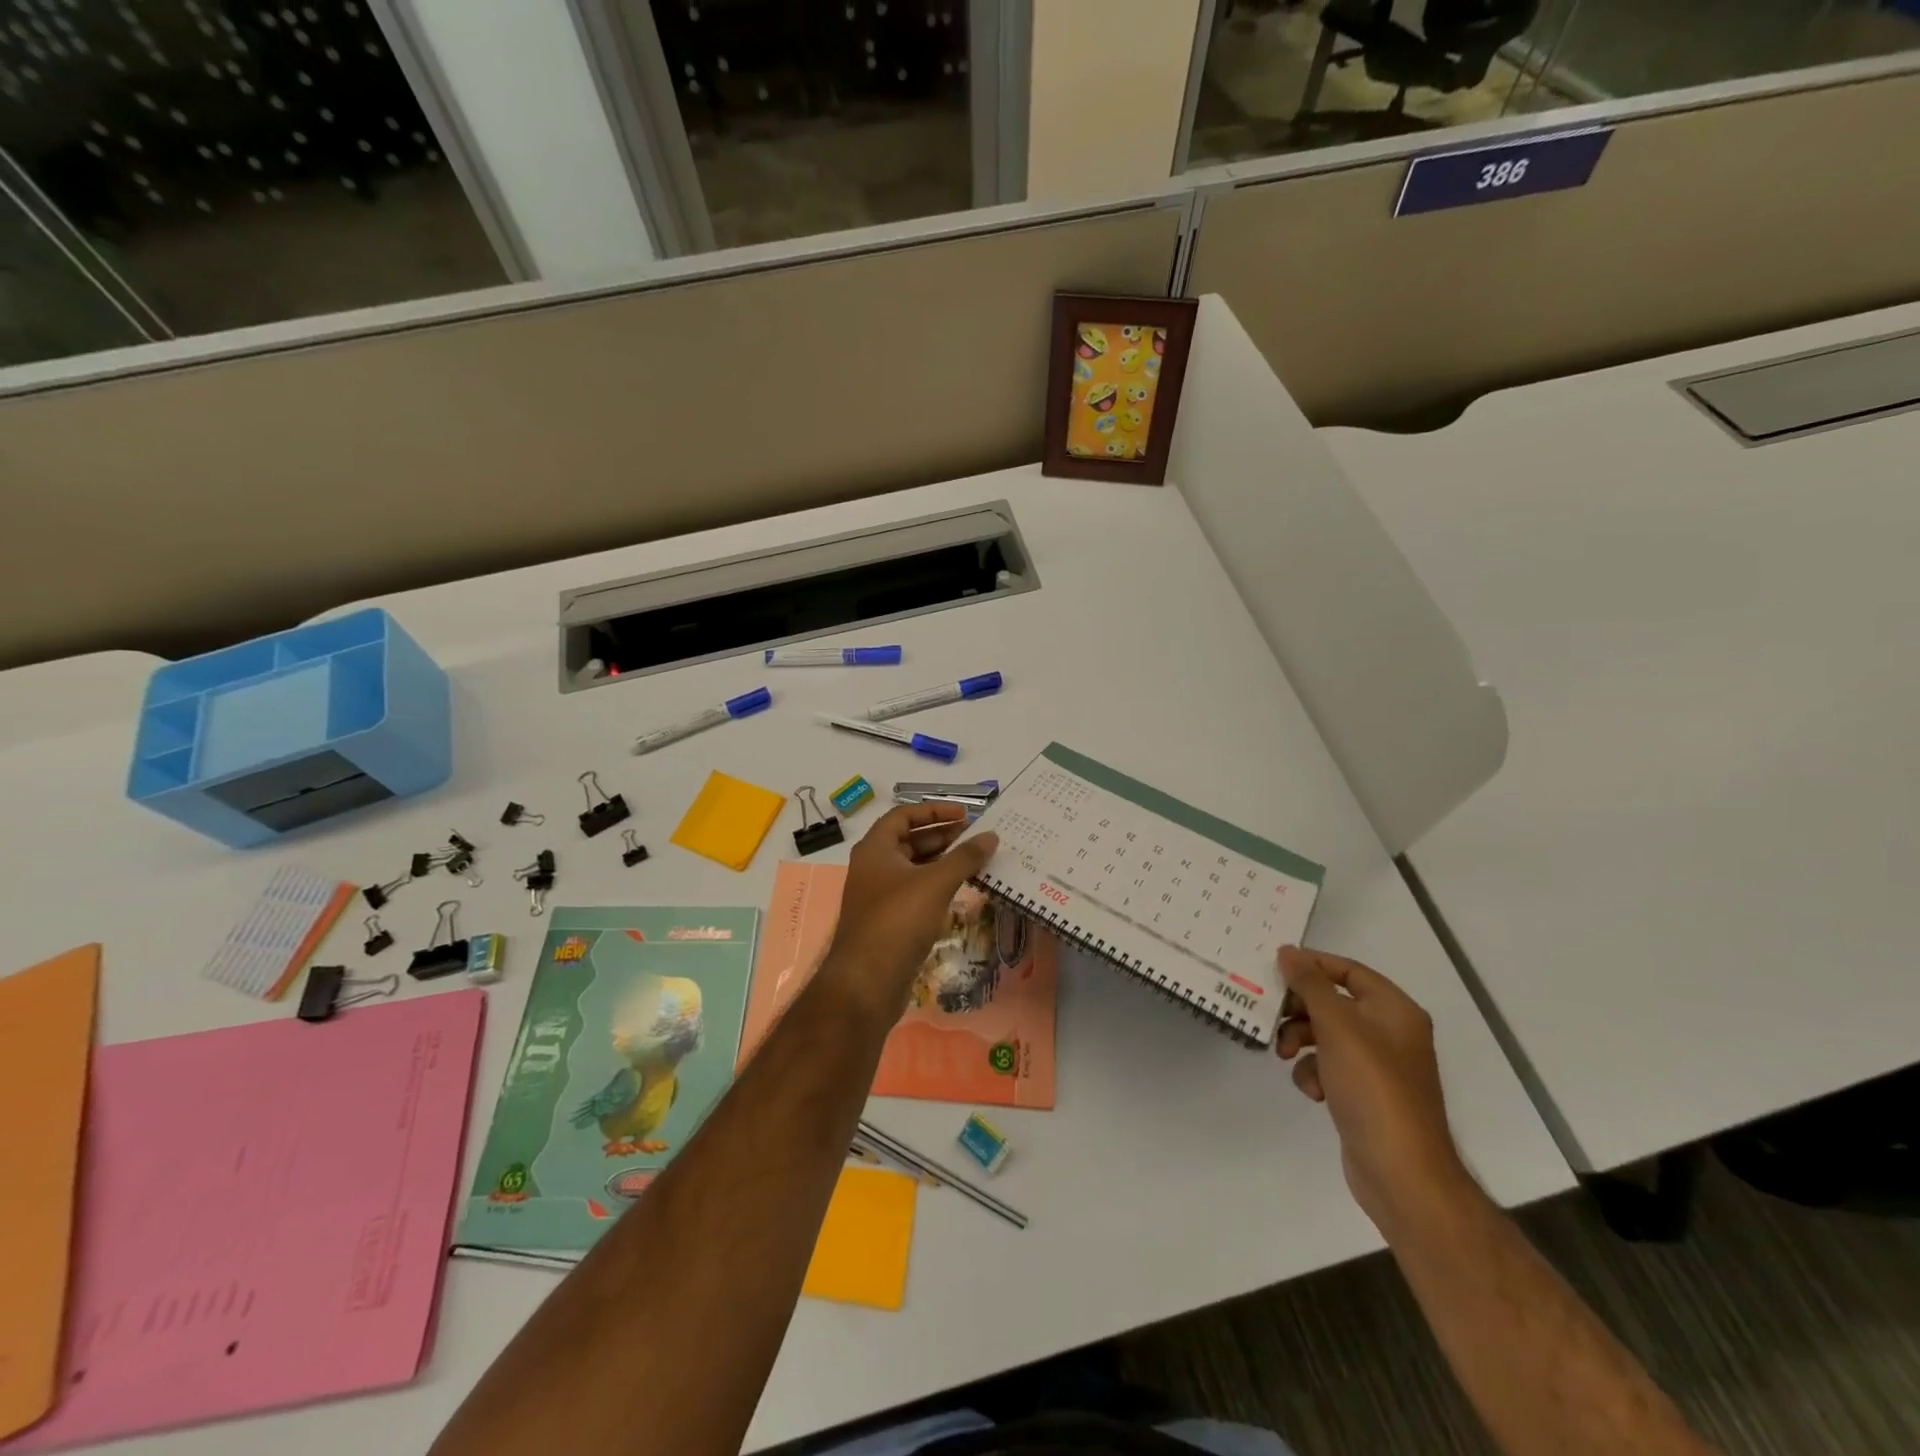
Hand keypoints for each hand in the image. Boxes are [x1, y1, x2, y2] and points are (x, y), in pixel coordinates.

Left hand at [819, 803, 998, 1026]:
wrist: (867, 982)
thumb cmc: (898, 921)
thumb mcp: (935, 883)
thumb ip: (965, 857)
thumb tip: (991, 836)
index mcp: (875, 849)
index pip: (903, 815)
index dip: (934, 811)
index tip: (965, 815)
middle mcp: (873, 867)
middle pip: (908, 840)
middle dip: (942, 836)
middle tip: (975, 837)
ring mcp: (879, 896)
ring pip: (913, 868)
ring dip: (941, 861)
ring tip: (974, 860)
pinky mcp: (888, 921)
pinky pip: (915, 892)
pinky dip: (936, 885)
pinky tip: (960, 890)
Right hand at [1276, 945, 1470, 1231]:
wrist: (1402, 1173)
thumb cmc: (1373, 1089)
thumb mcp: (1338, 1027)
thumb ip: (1310, 985)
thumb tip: (1289, 952)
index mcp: (1395, 1011)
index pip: (1348, 970)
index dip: (1312, 965)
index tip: (1275, 970)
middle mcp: (1390, 1033)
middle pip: (1333, 1002)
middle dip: (1300, 1009)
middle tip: (1271, 1015)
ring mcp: (1378, 1066)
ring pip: (1326, 1035)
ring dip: (1300, 1041)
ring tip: (1284, 1056)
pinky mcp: (1364, 1094)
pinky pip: (1329, 1066)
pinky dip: (1313, 1072)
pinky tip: (1311, 1090)